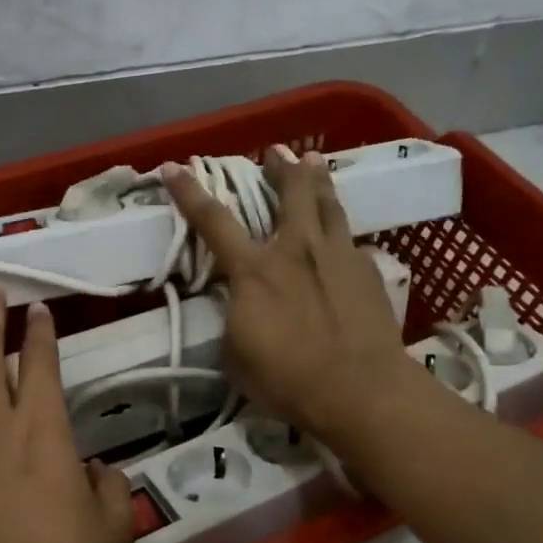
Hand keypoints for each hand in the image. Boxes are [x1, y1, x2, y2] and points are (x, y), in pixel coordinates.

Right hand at [161, 147, 412, 442]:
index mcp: (254, 271)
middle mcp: (295, 250)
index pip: (214, 221)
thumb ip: (234, 320)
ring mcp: (337, 255)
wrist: (361, 391)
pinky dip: (339, 228)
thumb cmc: (288, 380)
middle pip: (290, 192)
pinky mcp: (367, 270)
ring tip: (313, 163)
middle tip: (277, 152)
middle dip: (281, 167)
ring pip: (328, 203)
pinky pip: (349, 237)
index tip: (174, 167)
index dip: (190, 192)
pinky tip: (340, 234)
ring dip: (317, 179)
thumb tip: (238, 306)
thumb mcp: (237, 356)